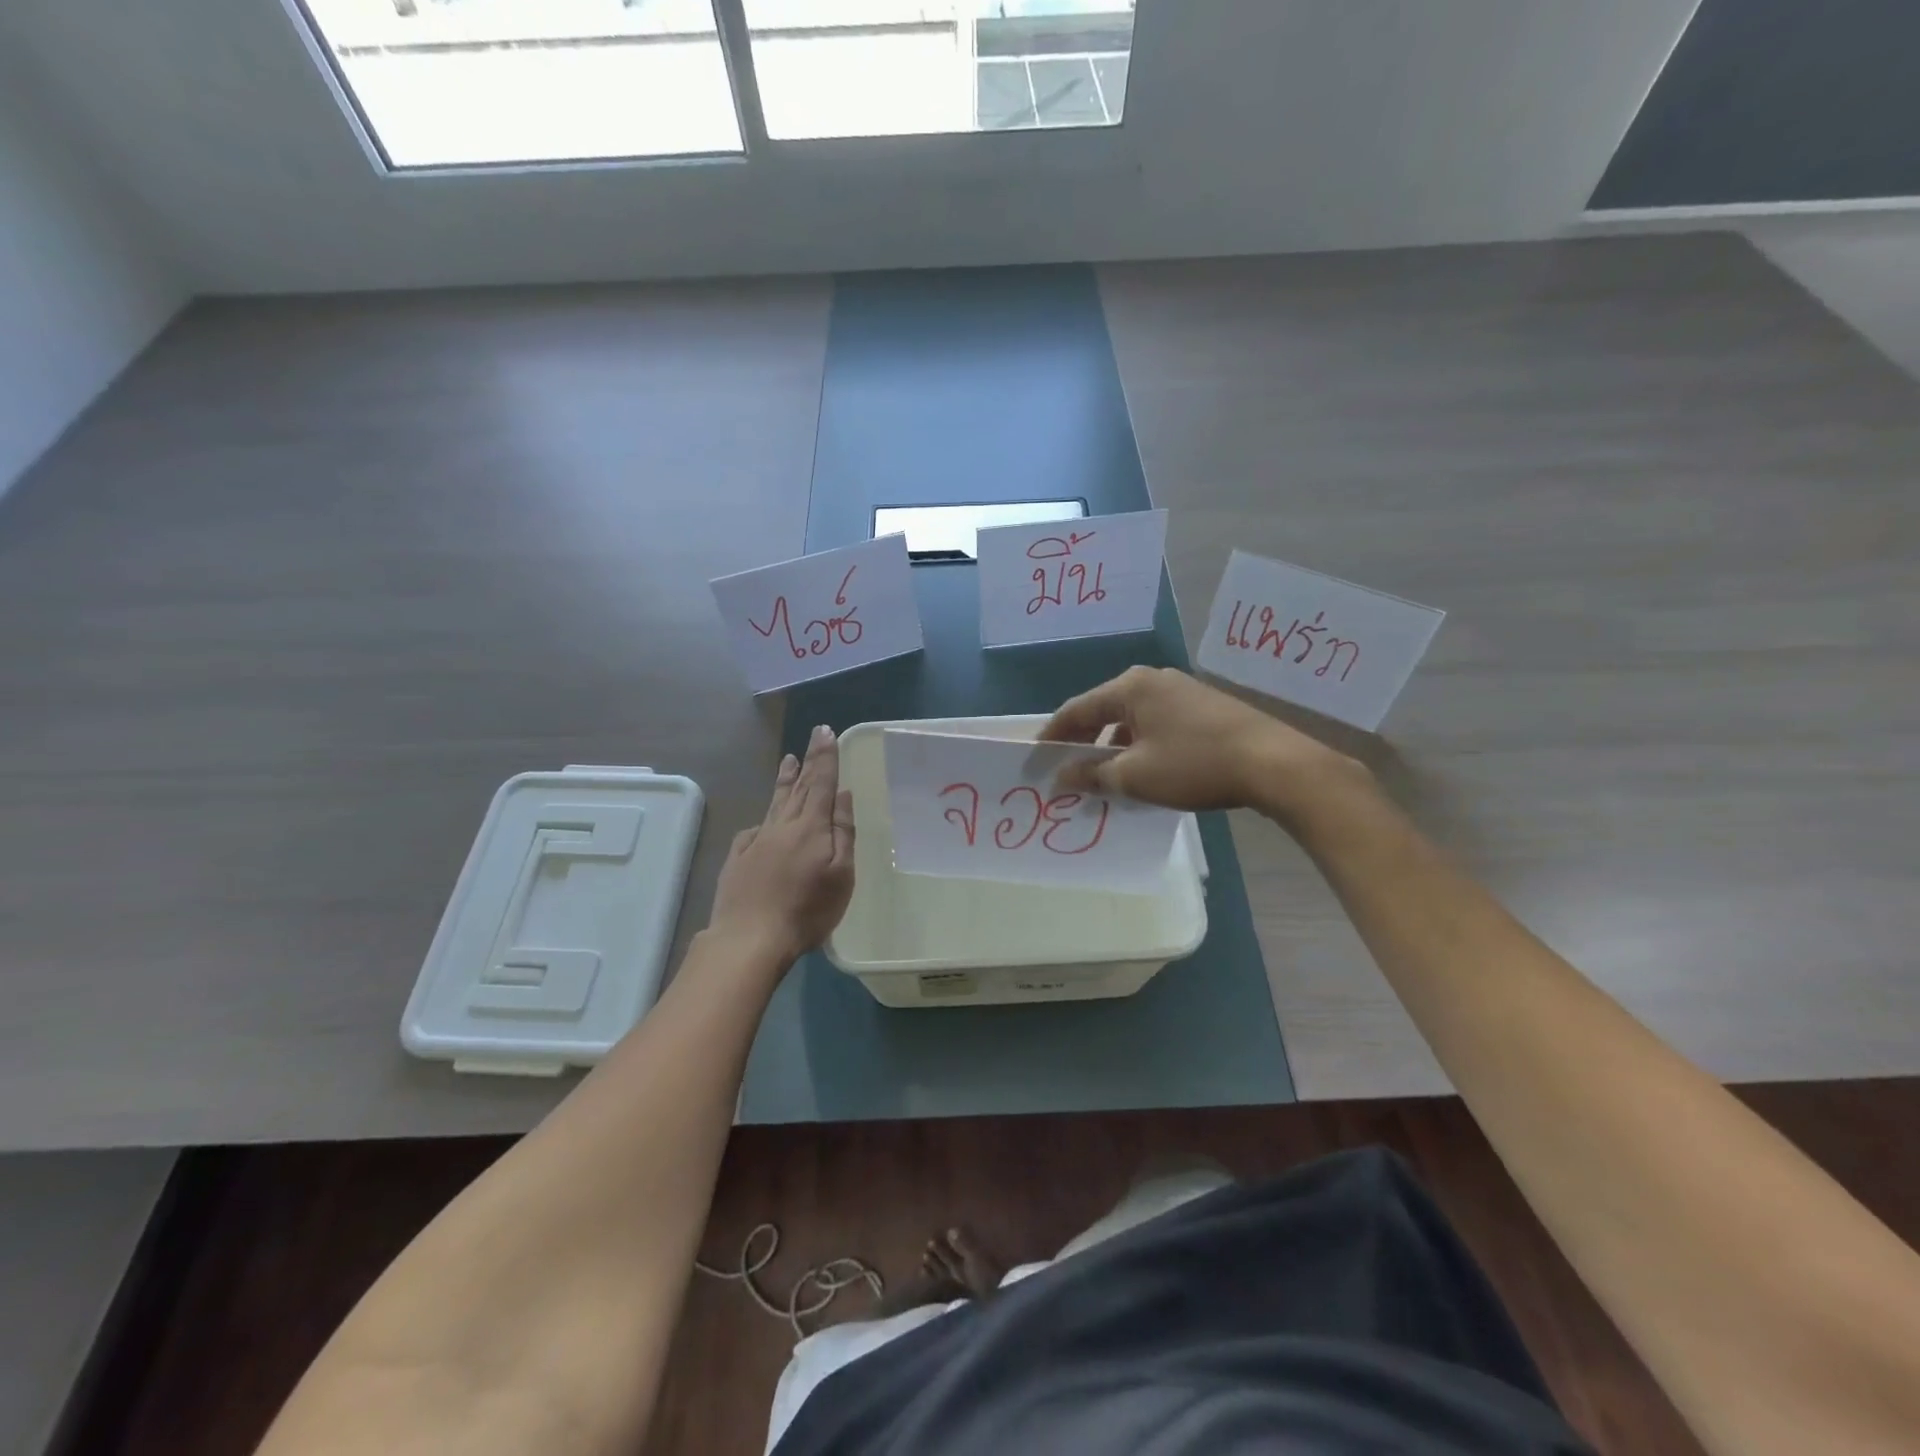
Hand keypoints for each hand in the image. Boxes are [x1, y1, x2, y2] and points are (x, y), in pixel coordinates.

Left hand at [706, 725, 855, 966]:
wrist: (750, 938)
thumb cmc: (807, 910)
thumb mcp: (841, 874)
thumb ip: (843, 832)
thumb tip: (842, 794)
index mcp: (811, 827)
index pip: (821, 783)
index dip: (825, 757)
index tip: (826, 732)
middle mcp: (782, 826)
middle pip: (799, 788)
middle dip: (809, 761)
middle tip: (813, 736)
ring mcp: (756, 841)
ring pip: (774, 803)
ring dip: (784, 780)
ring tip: (788, 760)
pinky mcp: (738, 858)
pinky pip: (754, 830)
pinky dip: (764, 818)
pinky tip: (764, 820)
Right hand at [1038, 666, 1369, 820]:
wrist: (1273, 763)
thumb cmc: (1194, 764)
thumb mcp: (1134, 776)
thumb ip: (1092, 774)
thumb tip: (1060, 777)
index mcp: (1130, 686)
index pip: (1076, 709)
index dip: (1053, 736)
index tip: (1036, 760)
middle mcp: (1153, 680)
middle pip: (1103, 710)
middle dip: (1083, 742)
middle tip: (1066, 770)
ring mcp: (1182, 691)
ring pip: (1132, 719)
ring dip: (1113, 746)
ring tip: (1104, 777)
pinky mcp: (1204, 707)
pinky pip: (1156, 724)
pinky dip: (1140, 745)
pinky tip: (1143, 771)